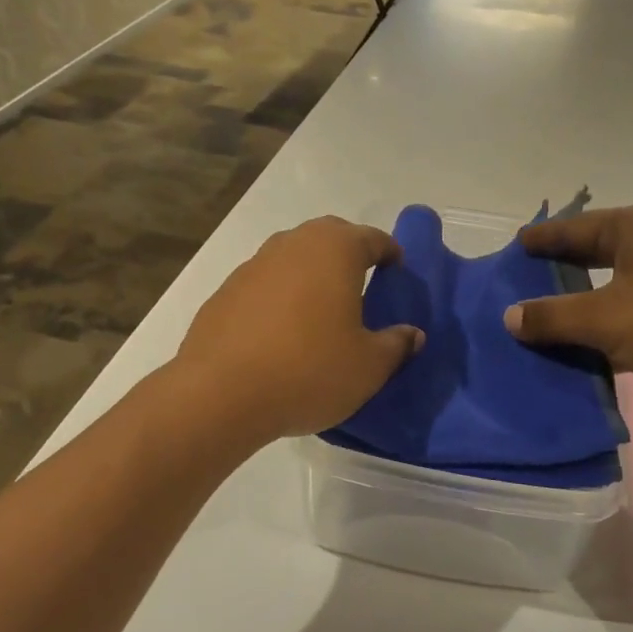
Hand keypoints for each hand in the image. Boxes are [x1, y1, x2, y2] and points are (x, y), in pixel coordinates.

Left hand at [173, 217, 424, 439]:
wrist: (220, 393)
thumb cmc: (309, 370)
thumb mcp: (368, 367)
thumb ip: (396, 345)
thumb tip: (411, 334)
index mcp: (335, 250)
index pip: (372, 239)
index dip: (390, 253)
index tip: (397, 273)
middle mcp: (293, 244)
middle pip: (329, 238)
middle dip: (349, 255)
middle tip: (362, 286)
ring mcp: (253, 265)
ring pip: (293, 258)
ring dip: (310, 274)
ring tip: (321, 311)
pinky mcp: (225, 291)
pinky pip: (264, 284)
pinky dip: (279, 297)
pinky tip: (281, 332)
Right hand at [504, 204, 632, 424]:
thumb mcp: (607, 319)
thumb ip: (553, 317)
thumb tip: (509, 316)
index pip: (572, 228)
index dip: (540, 240)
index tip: (510, 250)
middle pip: (592, 255)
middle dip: (557, 274)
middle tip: (517, 289)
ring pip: (613, 289)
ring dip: (581, 308)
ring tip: (541, 325)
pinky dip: (608, 332)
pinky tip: (584, 354)